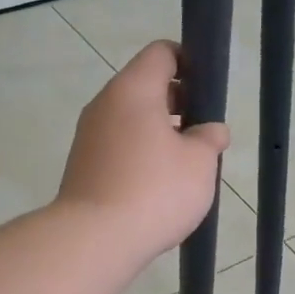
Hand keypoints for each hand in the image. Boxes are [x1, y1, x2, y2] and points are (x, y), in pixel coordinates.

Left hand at [57, 40, 229, 261]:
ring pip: (132, 118)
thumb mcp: (199, 162)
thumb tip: (211, 130)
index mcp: (134, 89)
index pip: (162, 53)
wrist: (93, 240)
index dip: (190, 62)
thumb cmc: (155, 190)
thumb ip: (209, 138)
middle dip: (179, 102)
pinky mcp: (83, 164)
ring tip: (186, 163)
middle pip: (146, 85)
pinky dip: (141, 152)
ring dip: (161, 131)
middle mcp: (106, 103)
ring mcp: (90, 134)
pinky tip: (160, 183)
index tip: (210, 90)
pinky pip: (119, 144)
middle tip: (204, 132)